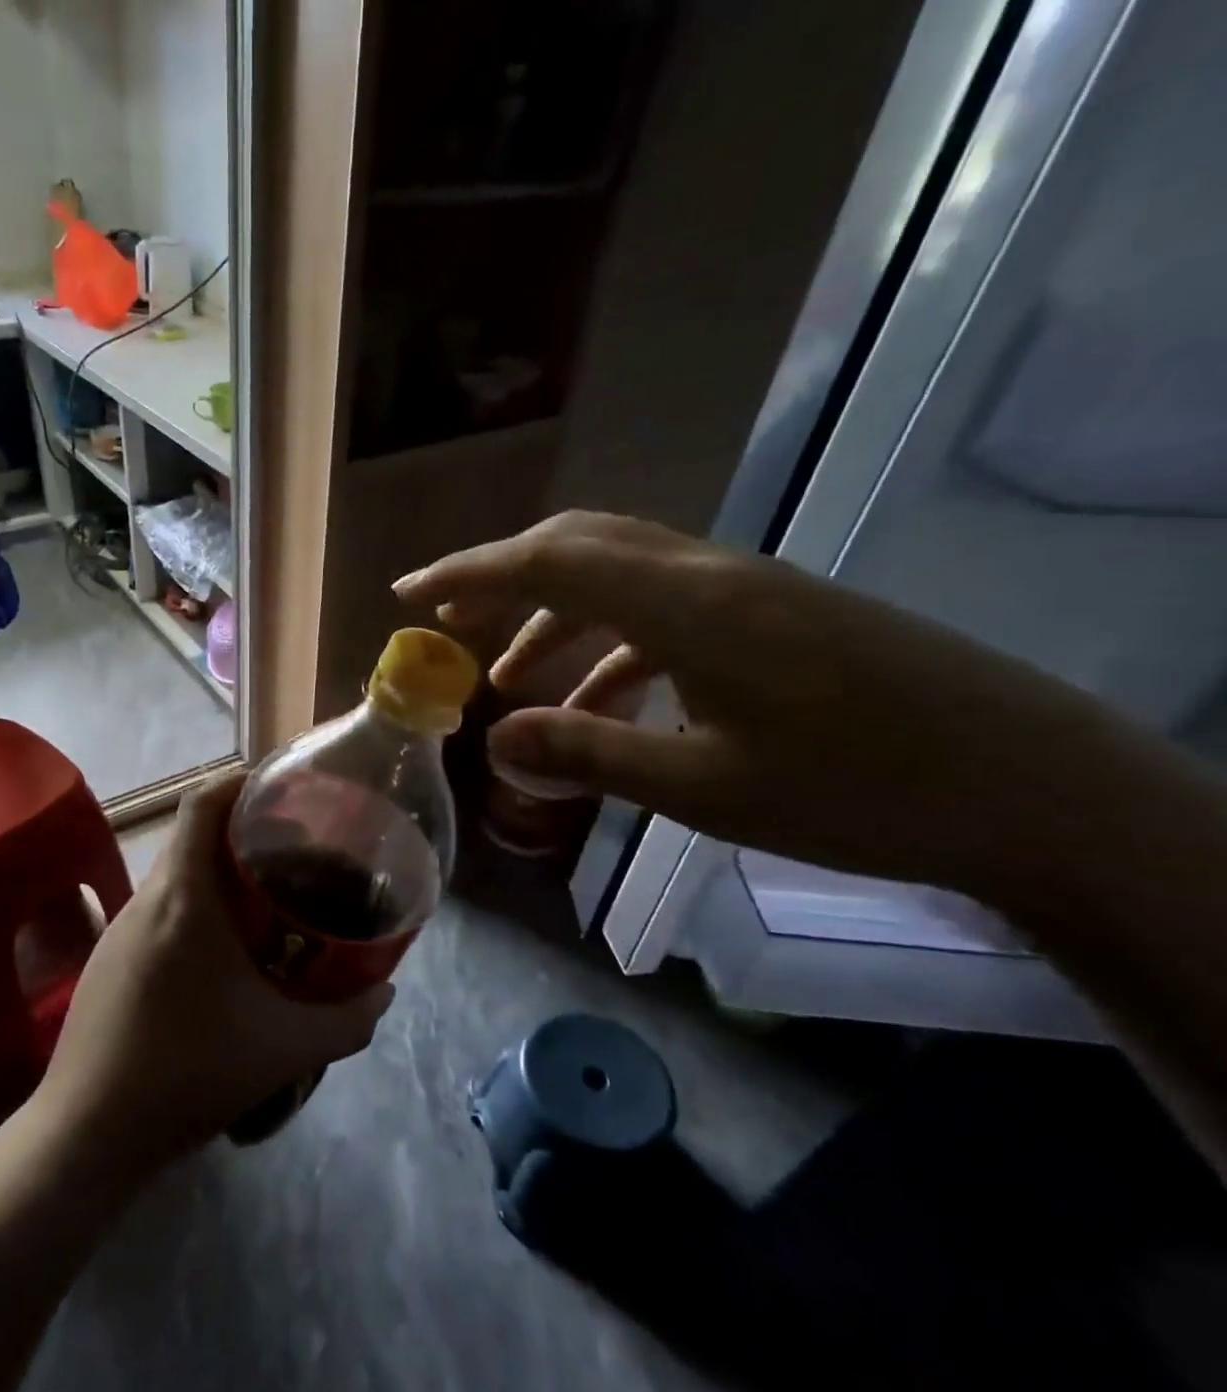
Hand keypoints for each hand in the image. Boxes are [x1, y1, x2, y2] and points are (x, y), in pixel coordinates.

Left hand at [31, 773, 394, 1175]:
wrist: (89, 1132)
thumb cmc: (188, 1073)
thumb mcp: (285, 1049)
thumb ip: (349, 1021)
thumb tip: (386, 993)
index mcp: (184, 899)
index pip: (202, 804)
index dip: (240, 782)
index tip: (282, 790)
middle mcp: (146, 901)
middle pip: (193, 837)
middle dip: (242, 832)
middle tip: (292, 853)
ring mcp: (119, 930)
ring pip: (175, 876)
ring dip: (216, 874)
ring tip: (263, 902)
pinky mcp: (107, 960)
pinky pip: (158, 911)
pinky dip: (193, 907)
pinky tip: (220, 955)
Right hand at [394, 511, 1169, 906]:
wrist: (1032, 792)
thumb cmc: (859, 794)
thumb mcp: (703, 789)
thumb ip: (588, 752)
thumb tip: (494, 736)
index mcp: (688, 605)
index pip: (550, 563)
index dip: (470, 571)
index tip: (410, 589)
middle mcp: (711, 576)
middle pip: (581, 548)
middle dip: (503, 578)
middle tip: (447, 616)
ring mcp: (748, 591)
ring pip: (620, 579)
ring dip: (555, 617)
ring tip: (508, 676)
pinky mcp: (774, 615)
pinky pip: (664, 611)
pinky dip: (611, 645)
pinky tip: (599, 701)